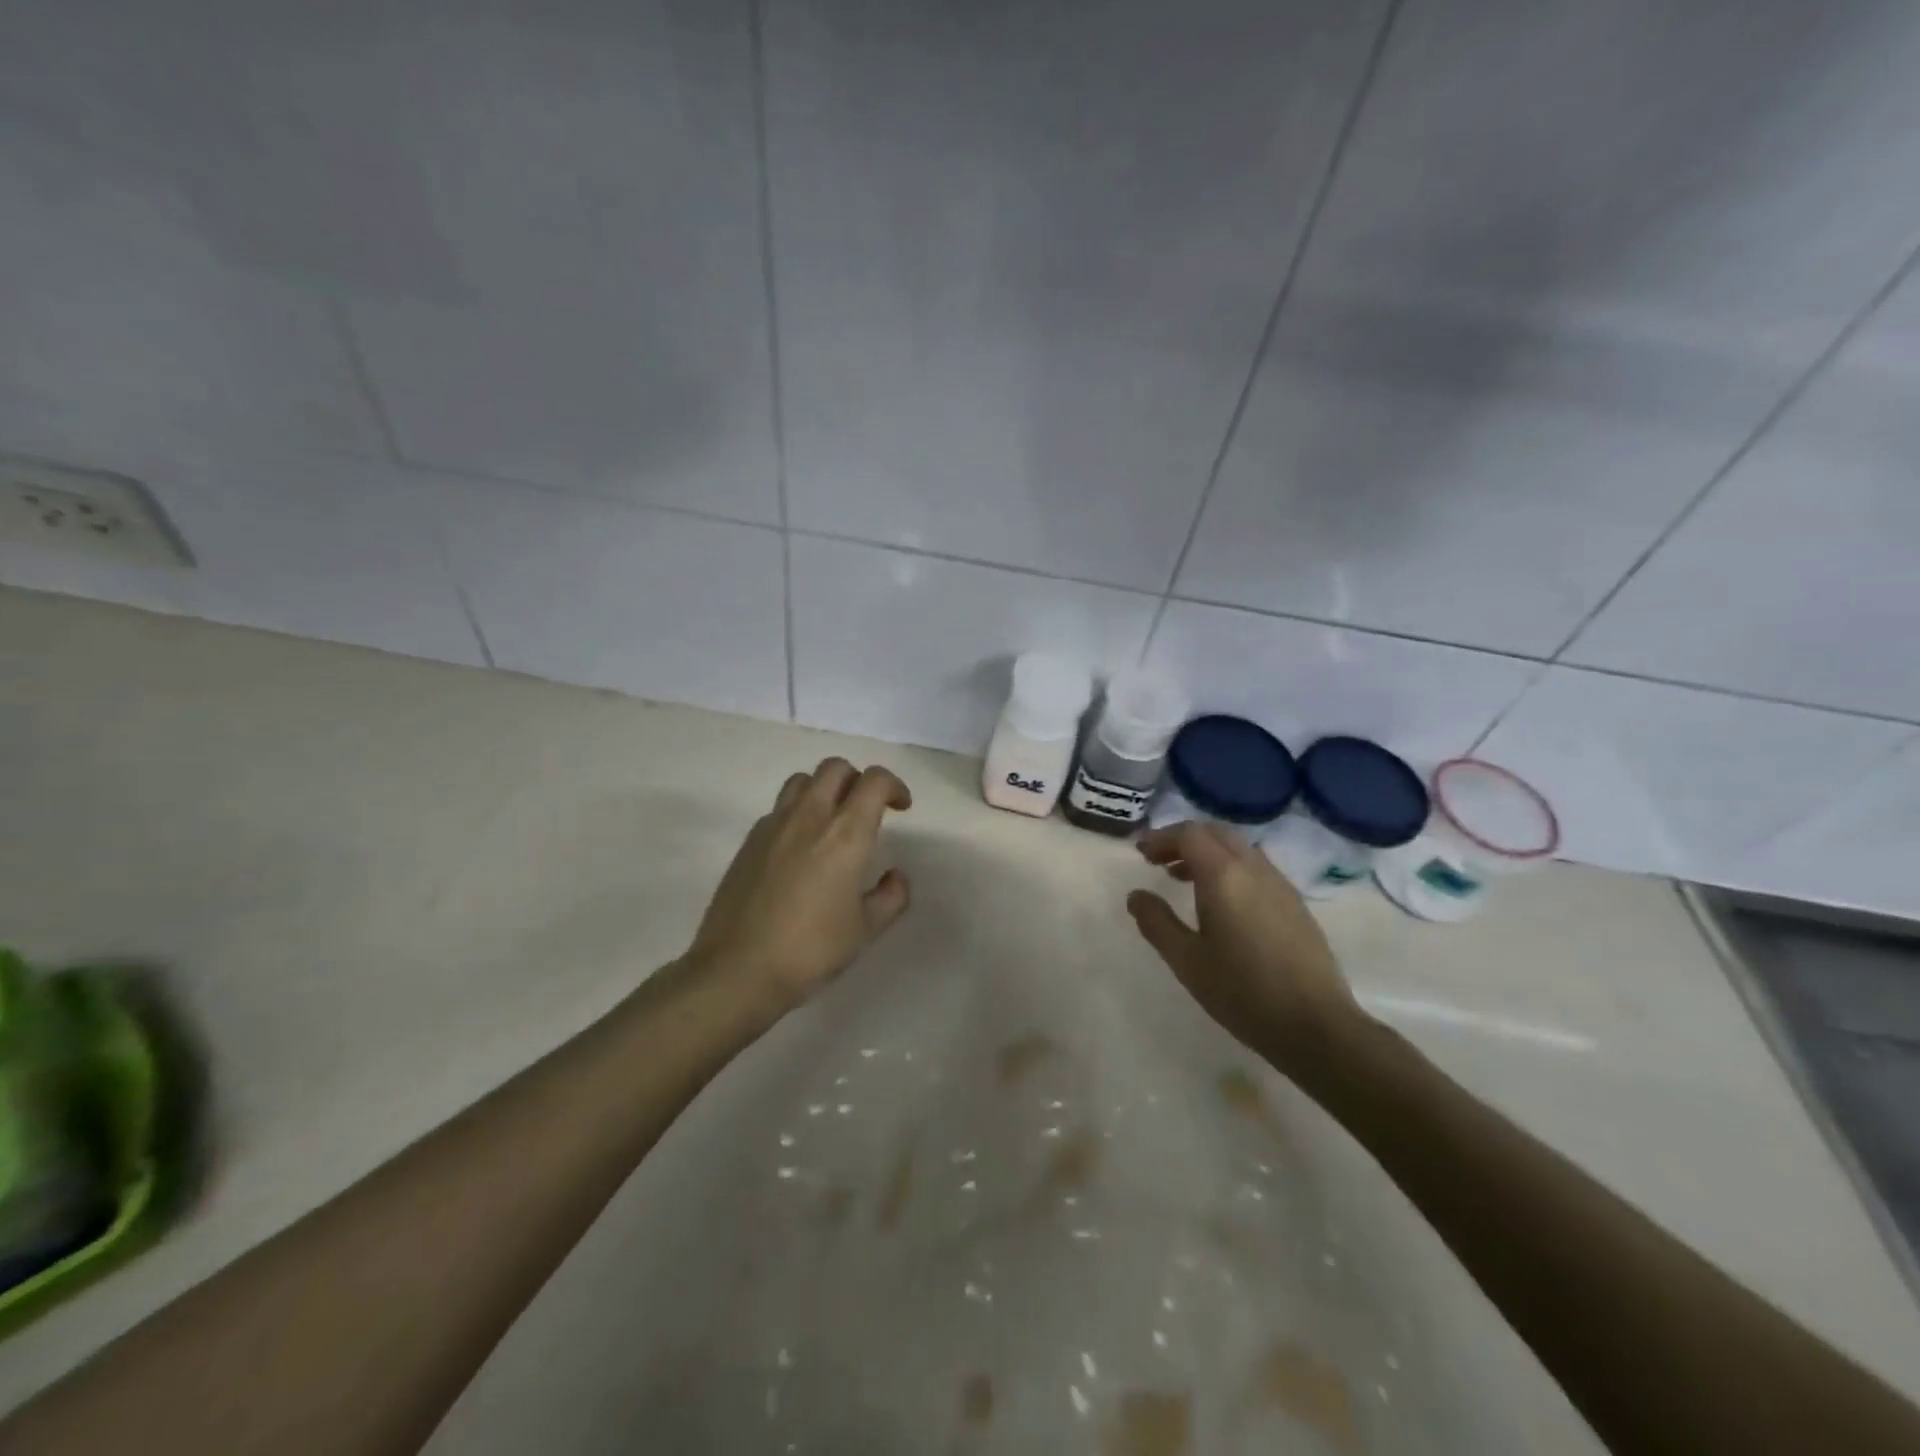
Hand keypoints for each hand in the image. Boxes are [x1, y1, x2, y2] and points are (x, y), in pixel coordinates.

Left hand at [684, 758, 912, 1016]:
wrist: (738, 969)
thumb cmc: (811, 949)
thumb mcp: (866, 930)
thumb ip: (891, 896)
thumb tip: (896, 877)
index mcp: (846, 833)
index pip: (874, 781)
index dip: (894, 785)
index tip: (901, 808)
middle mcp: (810, 816)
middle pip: (836, 768)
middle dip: (858, 779)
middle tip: (867, 809)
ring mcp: (774, 825)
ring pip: (802, 781)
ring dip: (824, 789)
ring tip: (831, 820)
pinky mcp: (749, 841)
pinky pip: (778, 809)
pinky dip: (797, 813)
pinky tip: (799, 849)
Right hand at [1127, 822, 1361, 1069]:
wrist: (1316, 1026)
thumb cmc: (1242, 992)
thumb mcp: (1187, 961)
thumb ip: (1157, 923)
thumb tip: (1136, 896)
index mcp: (1224, 876)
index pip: (1189, 834)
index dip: (1162, 837)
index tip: (1141, 853)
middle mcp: (1254, 869)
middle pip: (1216, 833)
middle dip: (1184, 839)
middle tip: (1159, 861)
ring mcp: (1280, 885)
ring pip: (1239, 849)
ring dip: (1209, 852)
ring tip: (1185, 879)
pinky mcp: (1296, 904)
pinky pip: (1256, 868)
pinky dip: (1231, 868)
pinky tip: (1222, 903)